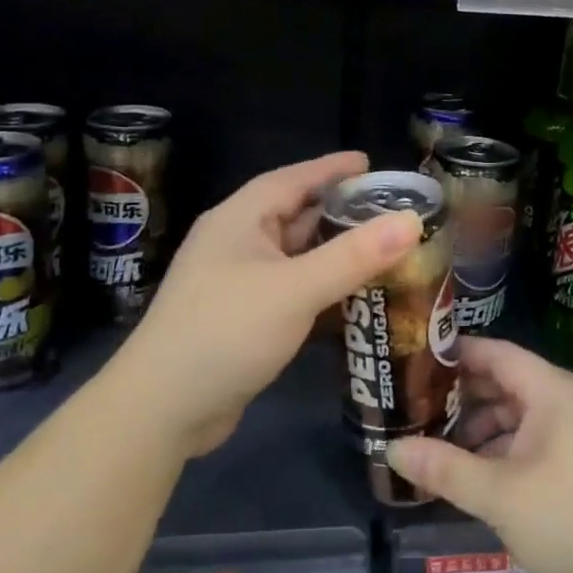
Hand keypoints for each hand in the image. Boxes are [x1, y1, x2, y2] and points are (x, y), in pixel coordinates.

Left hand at [114, 152, 421, 456]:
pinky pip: (290, 287)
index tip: (370, 163)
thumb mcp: (295, 289)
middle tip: (388, 210)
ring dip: (333, 251)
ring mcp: (236, 282)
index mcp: (240, 219)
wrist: (161, 410)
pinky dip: (320, 285)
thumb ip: (354, 255)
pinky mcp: (241, 317)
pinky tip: (351, 294)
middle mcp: (236, 243)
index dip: (332, 168)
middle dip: (340, 211)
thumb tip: (411, 221)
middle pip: (295, 214)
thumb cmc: (225, 331)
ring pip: (294, 254)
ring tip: (381, 247)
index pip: (293, 179)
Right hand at [387, 338, 572, 572]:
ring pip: (523, 414)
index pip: (496, 353)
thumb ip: (445, 468)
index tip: (416, 361)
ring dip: (484, 428)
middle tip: (418, 409)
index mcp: (553, 391)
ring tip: (442, 449)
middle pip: (508, 382)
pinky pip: (540, 437)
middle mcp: (571, 398)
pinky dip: (508, 448)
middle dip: (464, 397)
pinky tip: (482, 475)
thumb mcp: (499, 496)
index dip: (456, 354)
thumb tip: (392, 450)